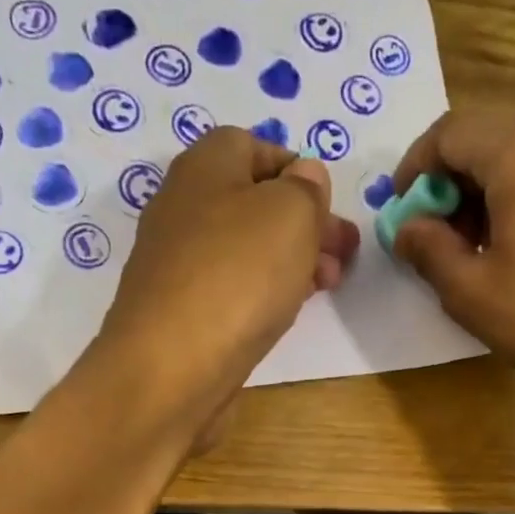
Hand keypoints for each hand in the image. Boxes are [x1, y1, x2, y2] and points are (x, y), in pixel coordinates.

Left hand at [94, 128, 359, 441]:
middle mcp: (183, 207)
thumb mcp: (291, 213)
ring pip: (244, 249)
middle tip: (343, 255)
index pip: (254, 146)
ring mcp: (176, 264)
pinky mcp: (179, 312)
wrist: (171, 367)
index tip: (330, 208)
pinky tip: (282, 312)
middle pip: (253, 202)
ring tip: (326, 287)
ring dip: (289, 261)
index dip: (299, 171)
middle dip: (304, 224)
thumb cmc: (237, 277)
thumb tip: (304, 178)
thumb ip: (306, 188)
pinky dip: (261, 293)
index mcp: (205, 166)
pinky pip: (230, 288)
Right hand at [391, 114, 514, 406]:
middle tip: (438, 233)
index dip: (415, 169)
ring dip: (488, 186)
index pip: (450, 134)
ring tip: (478, 243)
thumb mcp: (469, 292)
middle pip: (489, 135)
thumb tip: (407, 228)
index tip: (402, 211)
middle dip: (452, 179)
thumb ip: (427, 248)